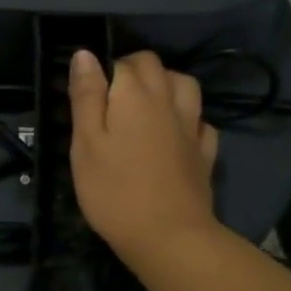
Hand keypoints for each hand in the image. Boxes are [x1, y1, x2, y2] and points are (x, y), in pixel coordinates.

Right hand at [68, 50, 219, 264]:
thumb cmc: (114, 190)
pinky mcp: (205, 153)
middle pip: (155, 66)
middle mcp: (168, 100)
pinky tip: (177, 132)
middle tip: (111, 98)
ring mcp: (192, 126)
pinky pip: (202, 121)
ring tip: (147, 103)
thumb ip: (86, 96)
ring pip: (185, 85)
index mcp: (134, 95)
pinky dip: (189, 118)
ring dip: (167, 84)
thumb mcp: (85, 143)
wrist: (168, 236)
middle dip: (133, 70)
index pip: (121, 62)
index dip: (102, 72)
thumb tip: (85, 54)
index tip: (88, 96)